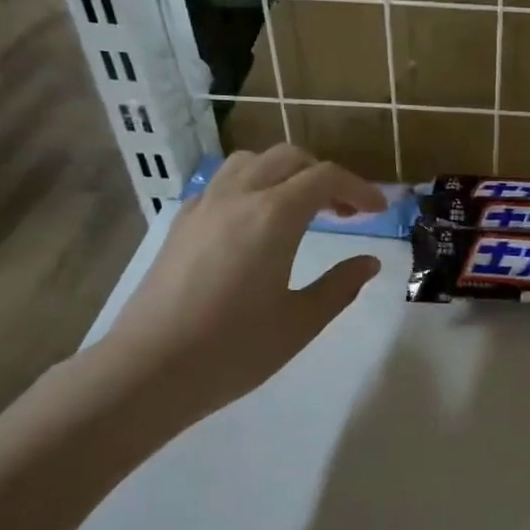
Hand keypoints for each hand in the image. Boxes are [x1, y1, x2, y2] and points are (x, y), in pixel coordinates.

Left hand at [100, 146, 384, 432]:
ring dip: (285, 173)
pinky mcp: (181, 224)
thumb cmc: (234, 349)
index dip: (359, 188)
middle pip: (289, 158)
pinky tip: (255, 222)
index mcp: (274, 216)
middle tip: (346, 212)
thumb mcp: (300, 322)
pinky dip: (251, 185)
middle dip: (324, 176)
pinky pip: (222, 183)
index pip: (326, 178)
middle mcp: (238, 197)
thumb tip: (369, 262)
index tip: (380, 210)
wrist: (149, 370)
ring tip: (301, 208)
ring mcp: (203, 206)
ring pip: (250, 162)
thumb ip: (340, 285)